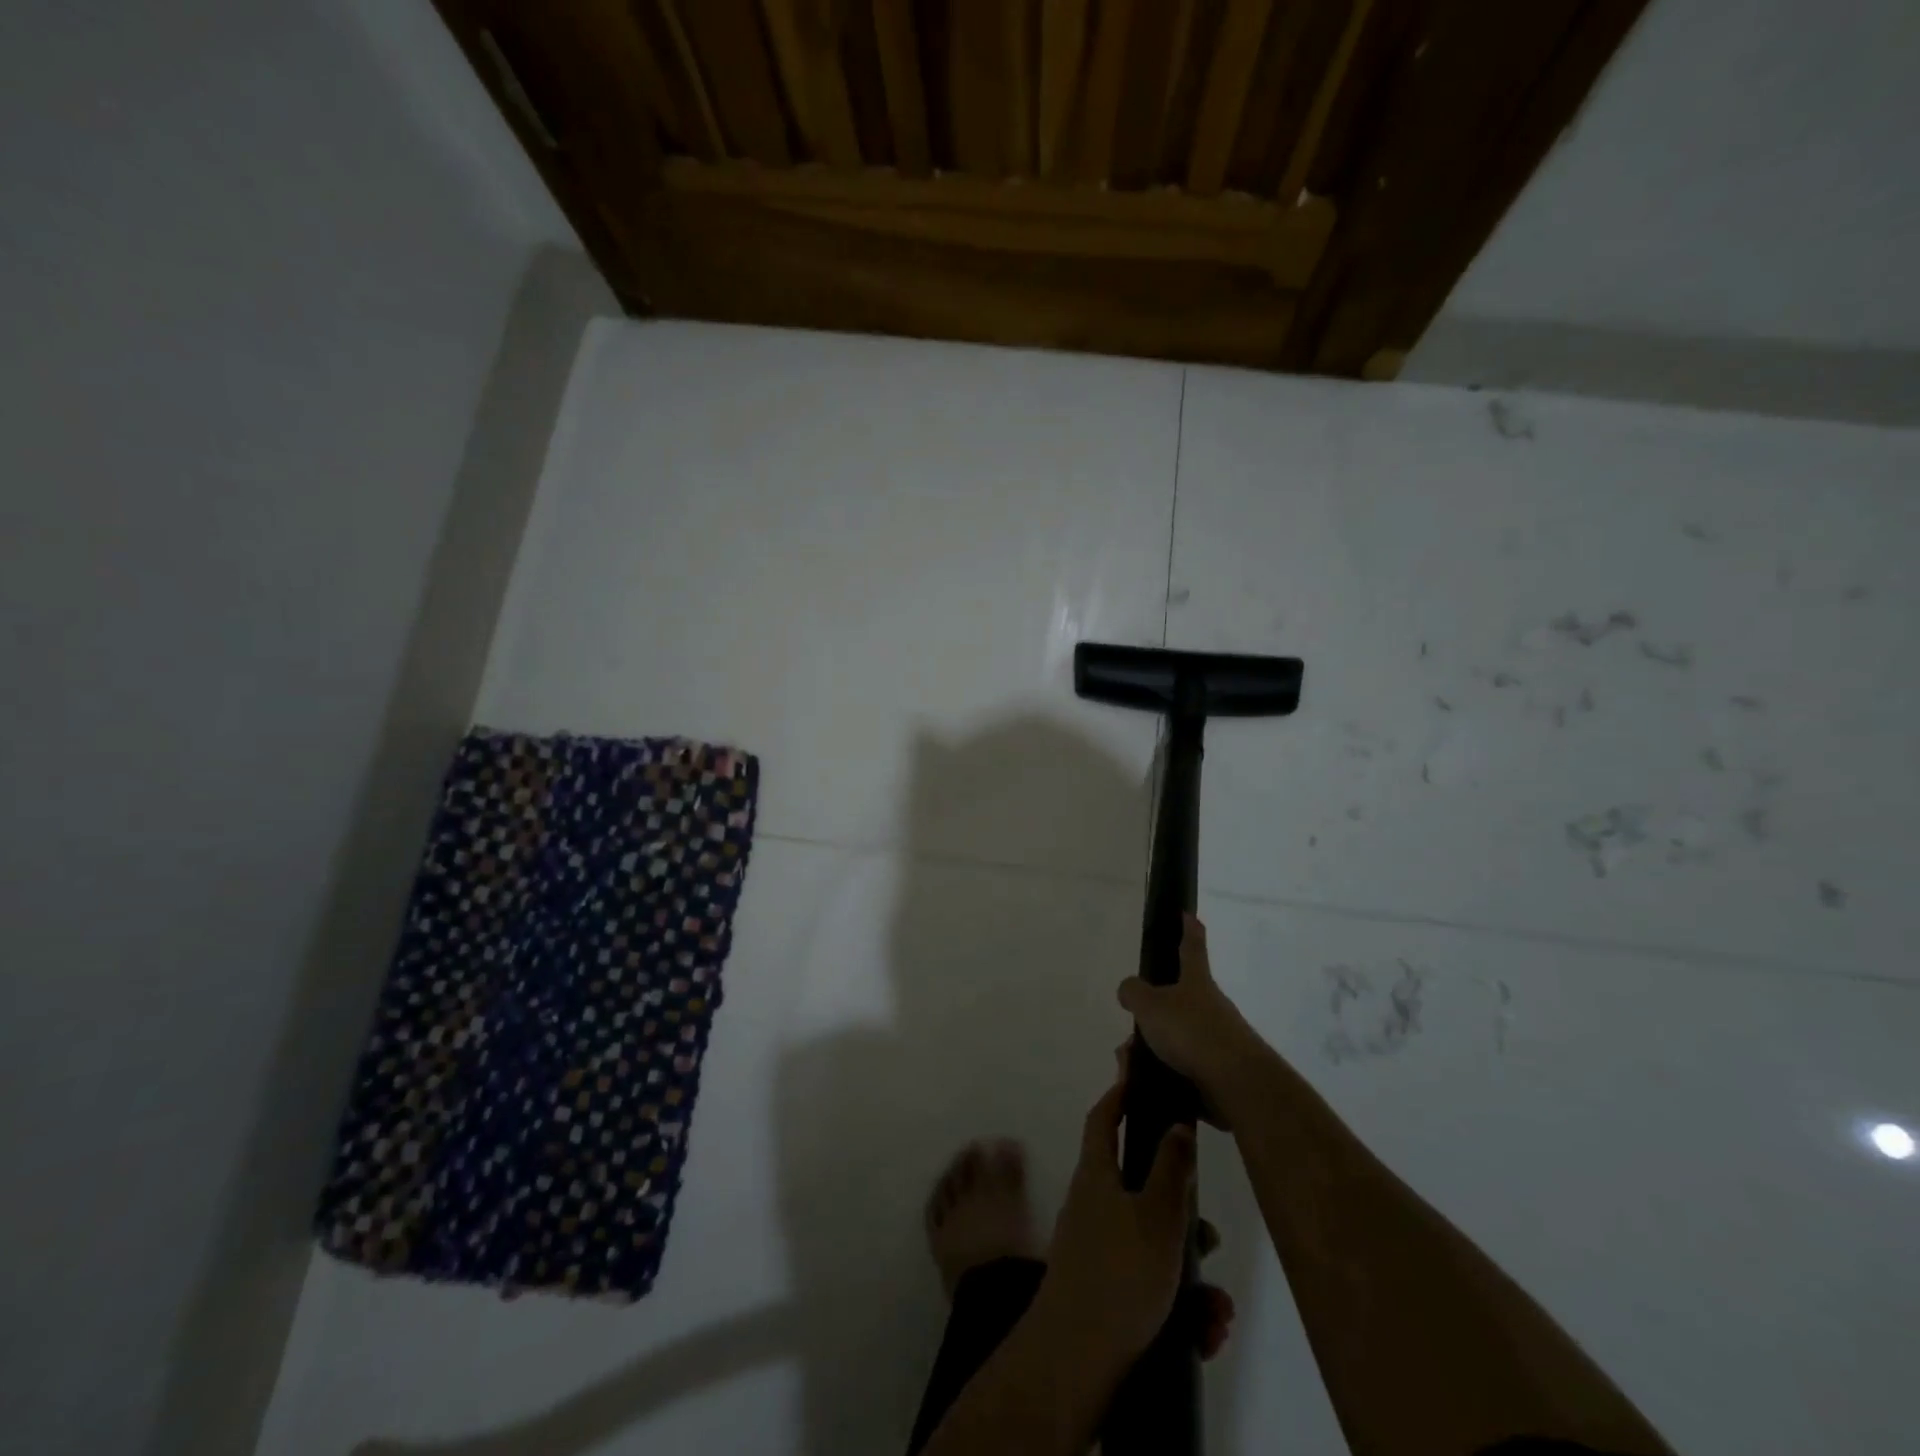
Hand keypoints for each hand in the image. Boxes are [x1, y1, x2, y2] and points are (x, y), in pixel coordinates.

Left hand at [1037, 1073, 1196, 1370]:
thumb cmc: (1119, 1273)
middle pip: (1139, 1190)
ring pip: (1151, 1246)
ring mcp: (1094, 1250)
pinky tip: (1205, 1333)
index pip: (1103, 1119)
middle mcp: (1091, 1206)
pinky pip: (1147, 1286)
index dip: (1119, 1096)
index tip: (1138, 1082)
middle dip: (1180, 1213)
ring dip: (1189, 1274)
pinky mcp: (1102, 1292)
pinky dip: (1178, 1306)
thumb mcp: (1157, 1216)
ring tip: (1218, 1309)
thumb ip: (1172, 1169)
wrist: (1075, 1360)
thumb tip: (1176, 1123)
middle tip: (1210, 1236)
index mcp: (1096, 1175)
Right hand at [1117, 915, 1265, 1125]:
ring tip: (1132, 1066)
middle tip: (1131, 1031)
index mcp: (1197, 982)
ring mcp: (1221, 1040)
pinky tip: (1147, 1085)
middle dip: (1154, 1014)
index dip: (1188, 930)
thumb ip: (1134, 993)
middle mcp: (1212, 1006)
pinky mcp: (1222, 1073)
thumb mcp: (1150, 1006)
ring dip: (1155, 1049)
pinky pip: (1185, 1069)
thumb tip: (1129, 989)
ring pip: (1179, 1038)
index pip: (1192, 948)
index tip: (1188, 914)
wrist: (1237, 1084)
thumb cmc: (1191, 1032)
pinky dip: (1164, 1074)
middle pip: (1180, 1001)